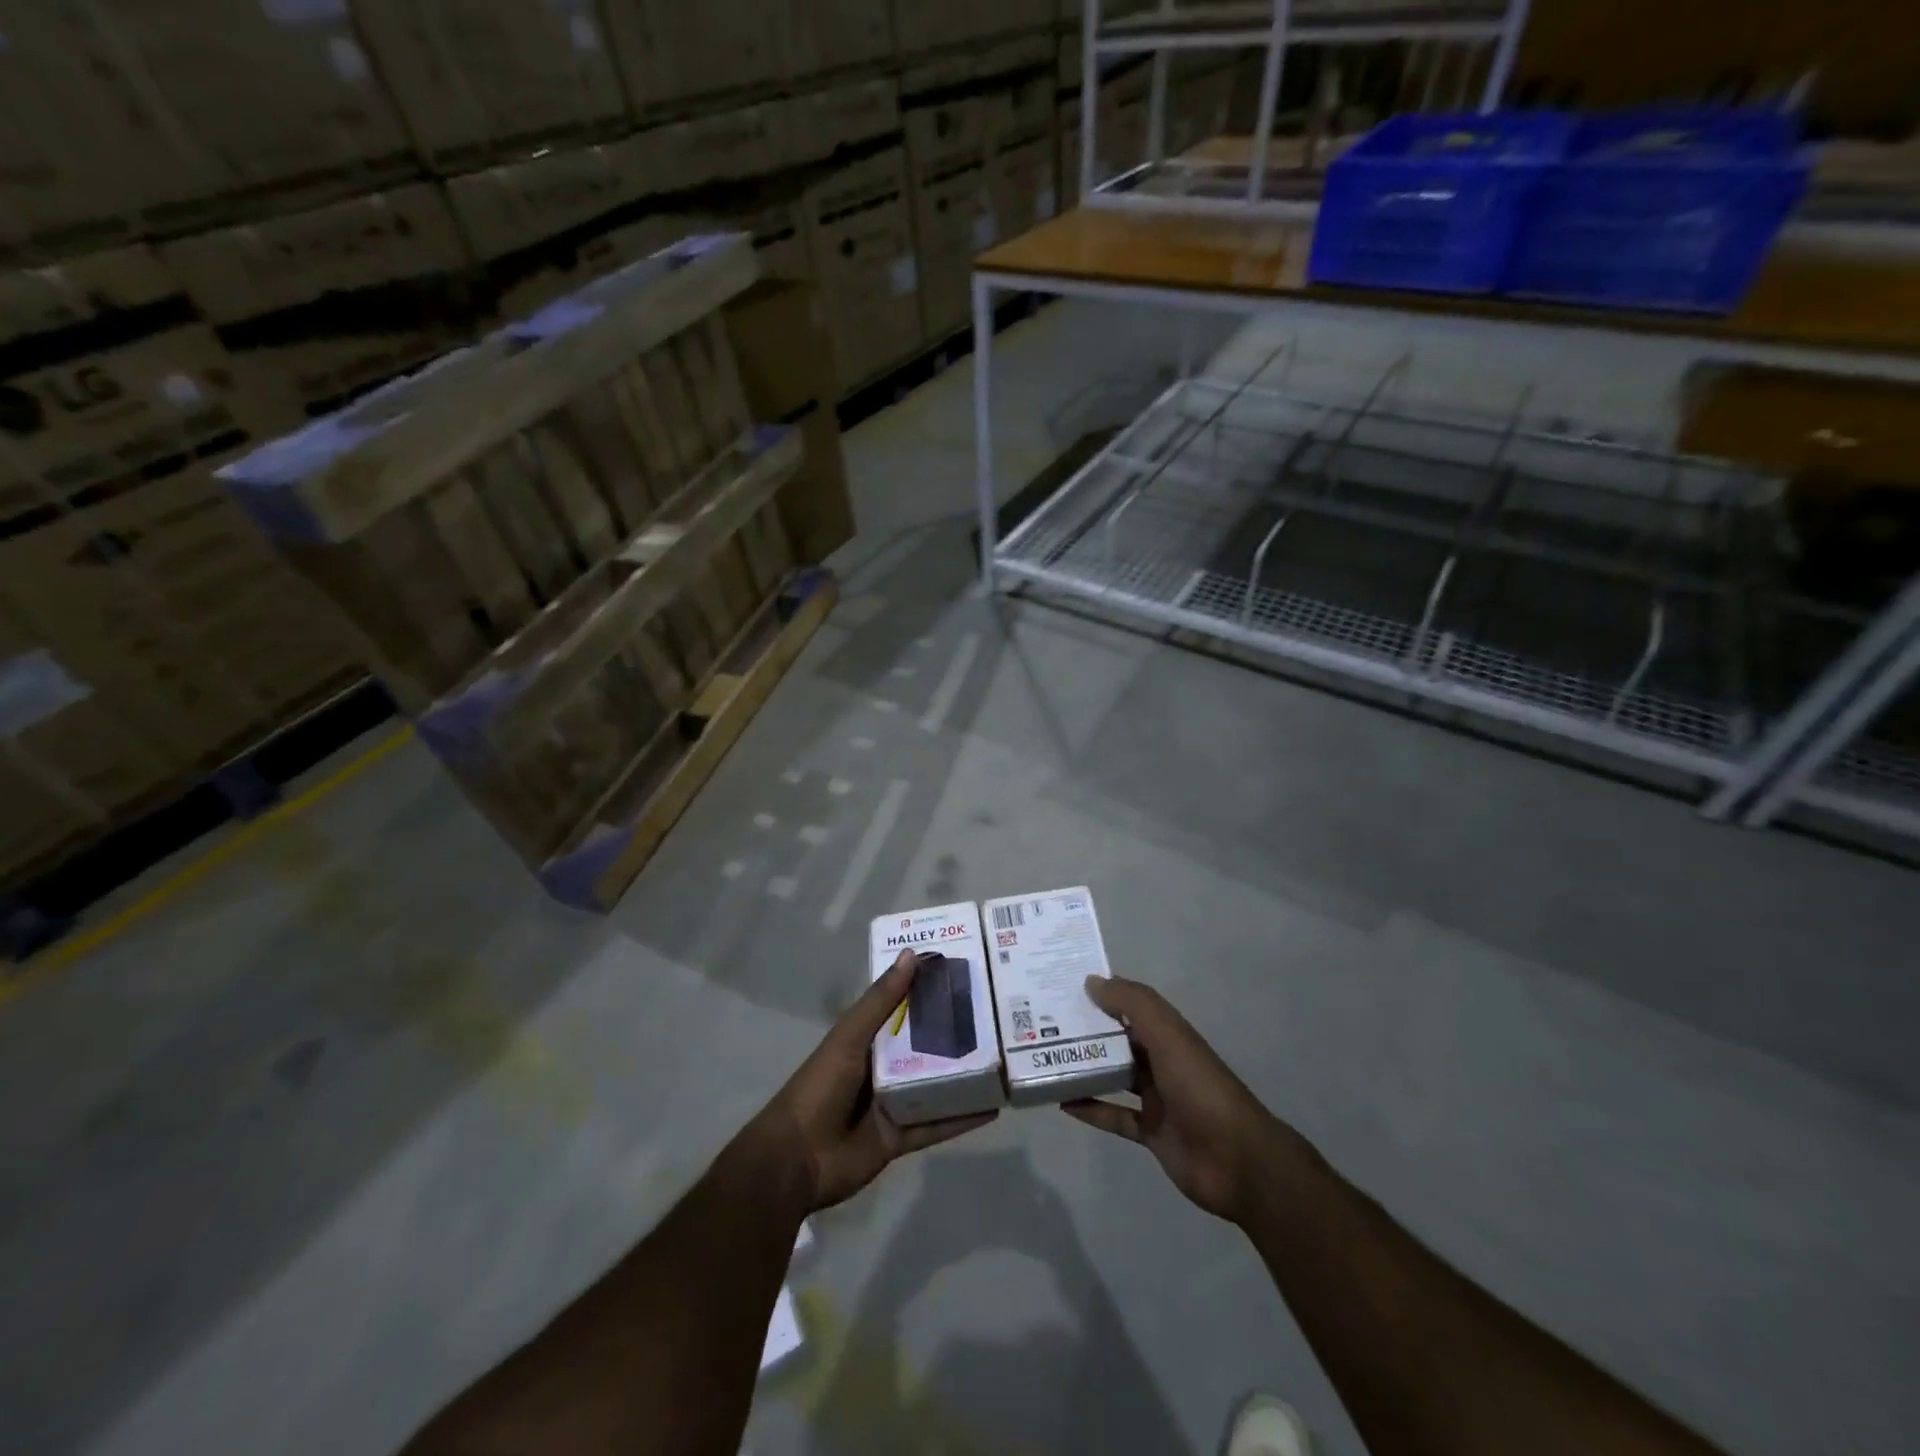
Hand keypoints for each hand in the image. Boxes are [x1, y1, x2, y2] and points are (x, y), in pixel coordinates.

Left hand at [754, 949, 995, 1212]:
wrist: (797, 1158)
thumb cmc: (821, 1086)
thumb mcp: (850, 1036)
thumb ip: (881, 1000)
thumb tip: (912, 955)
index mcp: (866, 1039)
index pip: (903, 1008)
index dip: (928, 991)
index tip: (963, 974)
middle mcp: (881, 1067)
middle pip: (924, 1047)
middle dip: (953, 1034)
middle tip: (995, 1017)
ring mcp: (892, 1104)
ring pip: (935, 1086)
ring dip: (962, 1076)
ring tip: (1001, 1061)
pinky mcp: (900, 1138)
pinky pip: (936, 1125)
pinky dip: (961, 1119)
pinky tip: (992, 1109)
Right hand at [1064, 977, 1291, 1222]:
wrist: (1237, 1160)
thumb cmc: (1200, 1086)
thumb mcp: (1167, 1034)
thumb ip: (1132, 1003)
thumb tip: (1092, 981)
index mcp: (1169, 1033)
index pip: (1130, 1005)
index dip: (1101, 994)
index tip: (1063, 986)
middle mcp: (1162, 1060)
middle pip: (1119, 1040)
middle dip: (1087, 1031)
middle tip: (1044, 1023)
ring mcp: (1157, 1098)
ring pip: (1114, 1077)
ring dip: (1085, 1068)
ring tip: (1047, 1059)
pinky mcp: (1151, 1132)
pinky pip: (1115, 1116)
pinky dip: (1091, 1109)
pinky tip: (1063, 1104)